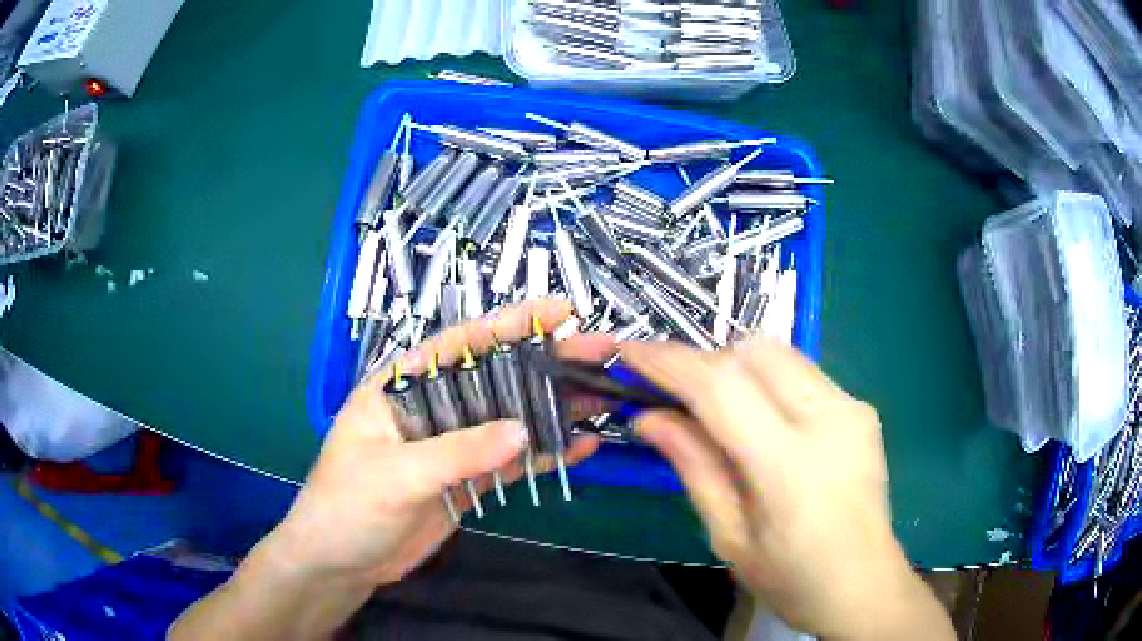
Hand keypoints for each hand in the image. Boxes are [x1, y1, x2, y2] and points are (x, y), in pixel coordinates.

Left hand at [262, 299, 606, 588]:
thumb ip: (455, 452)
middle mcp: (431, 409)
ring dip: (551, 408)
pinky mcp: (468, 481)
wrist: (340, 564)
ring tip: (601, 397)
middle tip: (598, 353)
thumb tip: (522, 431)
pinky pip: (511, 462)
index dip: (508, 325)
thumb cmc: (346, 506)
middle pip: (494, 379)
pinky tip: (579, 447)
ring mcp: (453, 447)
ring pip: (509, 419)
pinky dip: (543, 455)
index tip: (558, 313)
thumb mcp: (393, 476)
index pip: (458, 346)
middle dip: (545, 364)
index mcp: (401, 389)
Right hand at [621, 337, 952, 639]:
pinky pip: (803, 372)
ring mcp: (853, 408)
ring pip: (780, 353)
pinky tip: (763, 421)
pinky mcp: (862, 408)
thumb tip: (649, 418)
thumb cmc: (792, 579)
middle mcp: (830, 420)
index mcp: (791, 466)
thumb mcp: (730, 537)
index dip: (670, 362)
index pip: (721, 387)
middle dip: (705, 361)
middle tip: (677, 396)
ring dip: (737, 368)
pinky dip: (768, 381)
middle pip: (753, 352)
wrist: (864, 585)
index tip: (630, 353)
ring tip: (717, 410)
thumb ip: (694, 468)